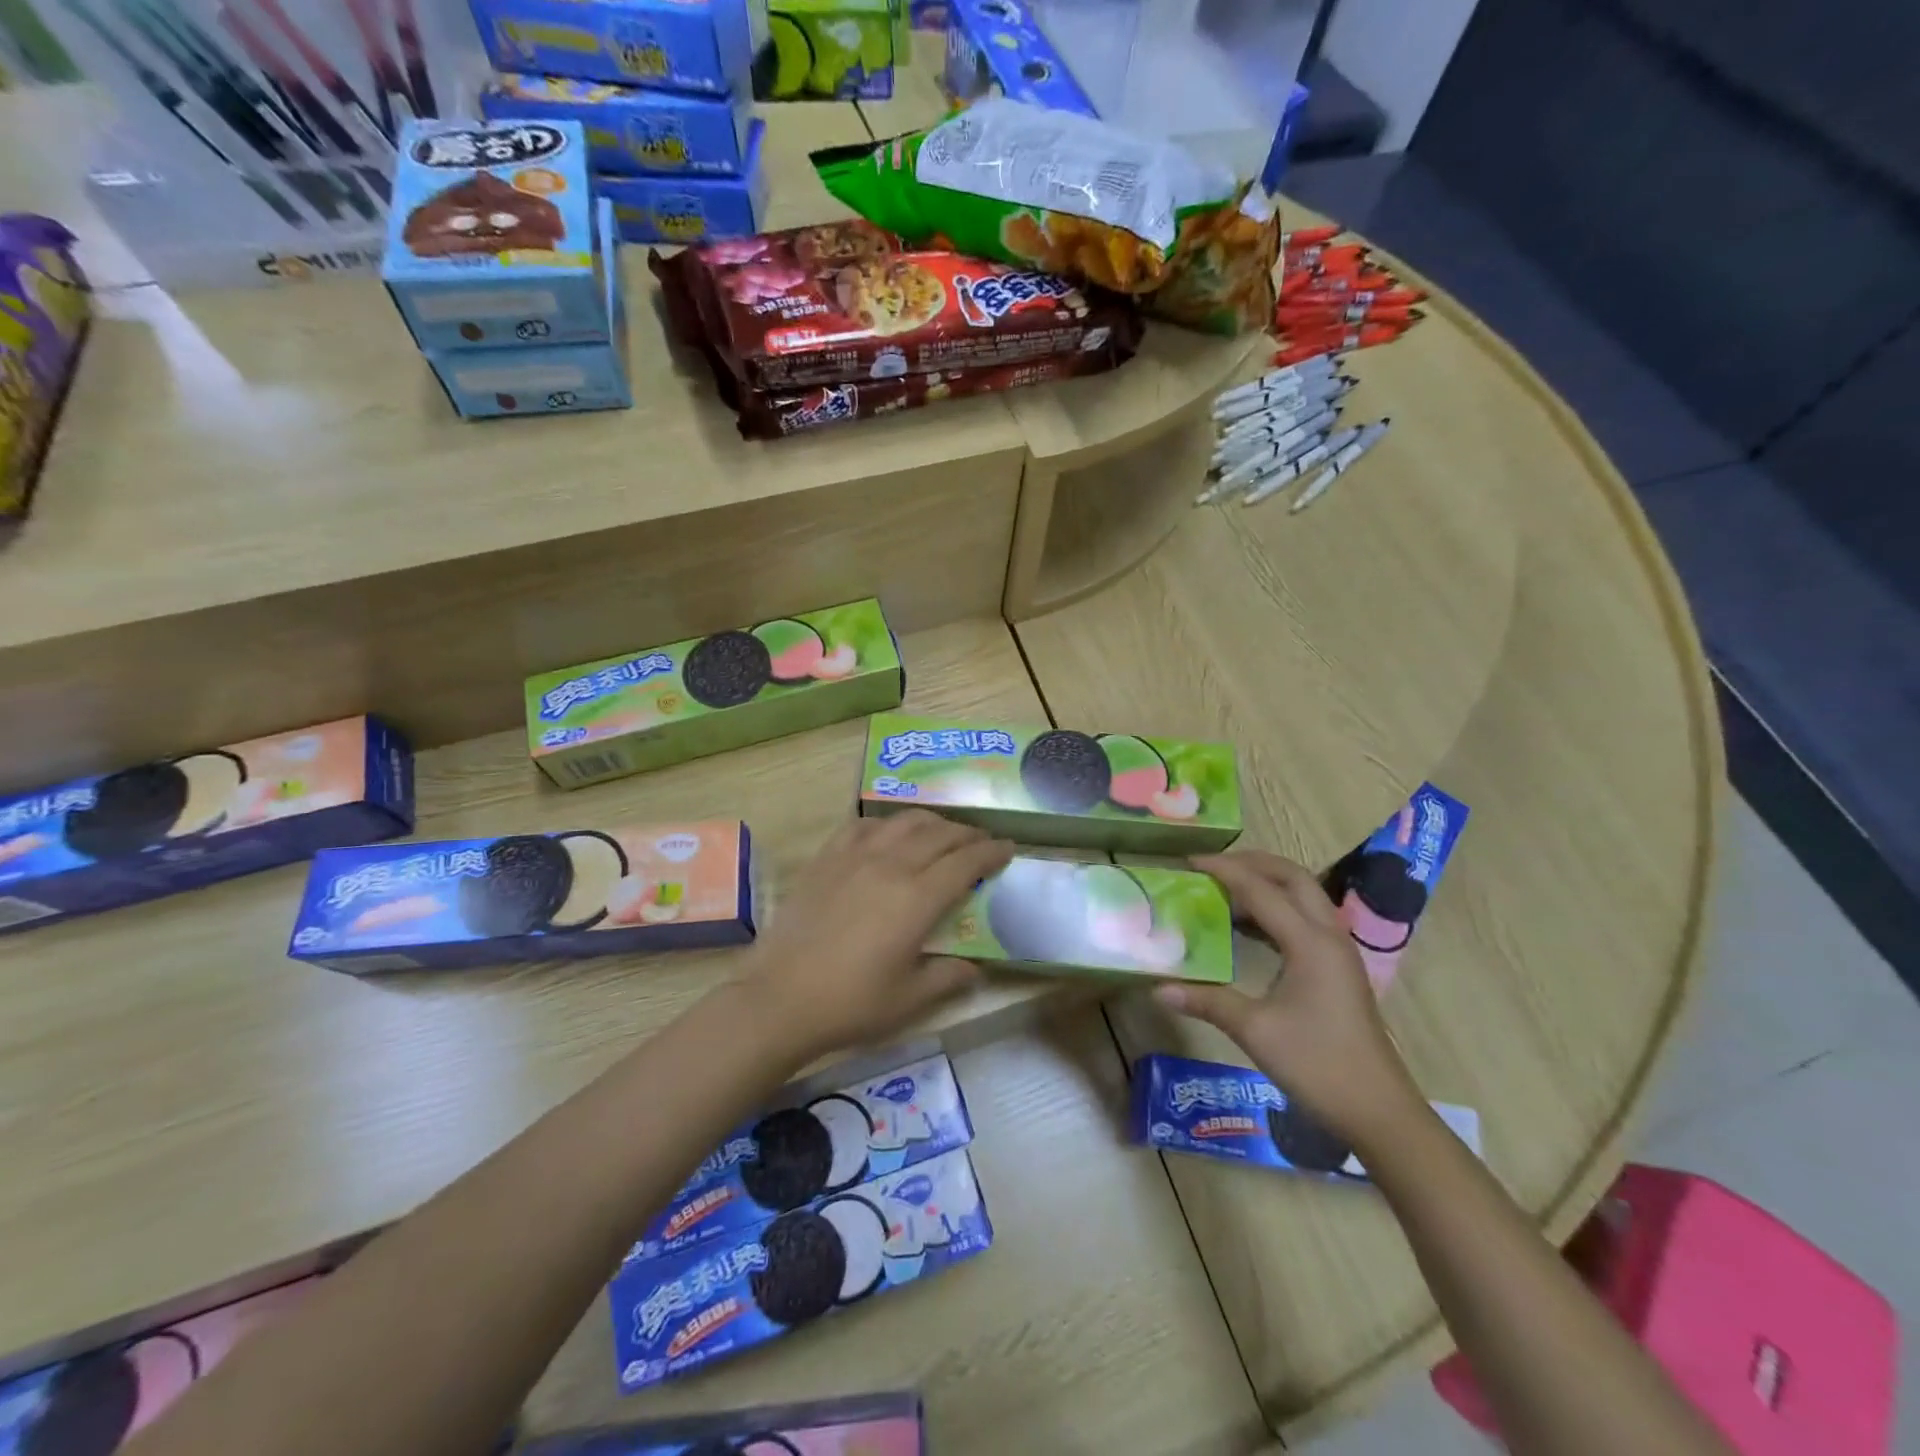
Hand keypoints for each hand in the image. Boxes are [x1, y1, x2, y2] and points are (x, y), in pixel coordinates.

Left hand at [744, 811, 1012, 1061]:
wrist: (780, 997)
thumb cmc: (850, 1003)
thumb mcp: (910, 1000)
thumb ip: (949, 977)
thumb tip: (975, 967)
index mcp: (918, 898)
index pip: (966, 861)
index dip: (992, 852)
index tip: (1008, 849)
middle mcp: (891, 865)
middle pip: (940, 834)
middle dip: (968, 834)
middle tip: (981, 842)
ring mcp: (855, 856)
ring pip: (904, 821)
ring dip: (932, 822)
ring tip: (942, 833)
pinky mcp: (827, 858)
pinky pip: (863, 825)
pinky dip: (885, 824)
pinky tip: (888, 835)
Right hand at [1154, 850, 1422, 1149]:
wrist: (1379, 1111)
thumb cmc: (1317, 1066)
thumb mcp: (1255, 1031)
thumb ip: (1207, 1001)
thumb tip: (1158, 988)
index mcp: (1310, 943)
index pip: (1262, 890)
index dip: (1224, 871)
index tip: (1189, 861)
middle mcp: (1328, 936)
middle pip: (1293, 878)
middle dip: (1253, 863)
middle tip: (1212, 867)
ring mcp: (1338, 952)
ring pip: (1303, 896)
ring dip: (1267, 884)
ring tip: (1225, 889)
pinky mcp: (1338, 968)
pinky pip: (1306, 919)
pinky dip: (1276, 909)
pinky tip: (1247, 928)